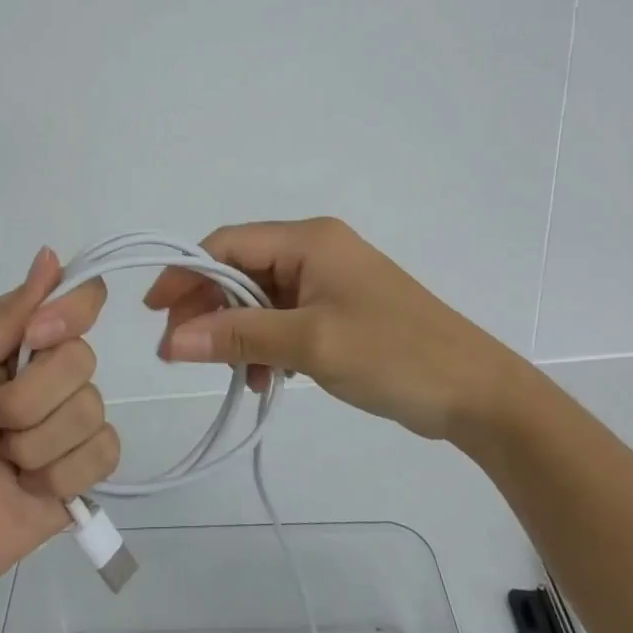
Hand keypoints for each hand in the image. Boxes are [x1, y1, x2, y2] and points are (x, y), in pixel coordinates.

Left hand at [0, 248, 121, 591]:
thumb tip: (50, 256)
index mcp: (17, 339)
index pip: (77, 298)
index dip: (70, 312)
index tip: (36, 339)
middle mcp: (49, 372)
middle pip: (82, 358)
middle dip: (28, 399)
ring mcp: (69, 420)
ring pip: (92, 408)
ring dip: (36, 444)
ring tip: (1, 461)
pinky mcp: (83, 468)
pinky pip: (105, 451)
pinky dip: (61, 474)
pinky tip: (29, 486)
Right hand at [143, 217, 526, 440]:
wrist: (477, 393)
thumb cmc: (393, 355)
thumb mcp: (310, 345)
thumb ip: (239, 337)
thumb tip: (170, 341)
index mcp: (308, 240)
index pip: (228, 245)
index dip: (187, 274)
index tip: (156, 314)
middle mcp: (315, 250)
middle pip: (241, 270)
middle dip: (210, 309)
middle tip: (183, 352)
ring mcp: (330, 280)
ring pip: (261, 298)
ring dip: (239, 332)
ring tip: (234, 374)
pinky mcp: (340, 310)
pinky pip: (285, 317)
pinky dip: (268, 343)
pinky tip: (268, 379)